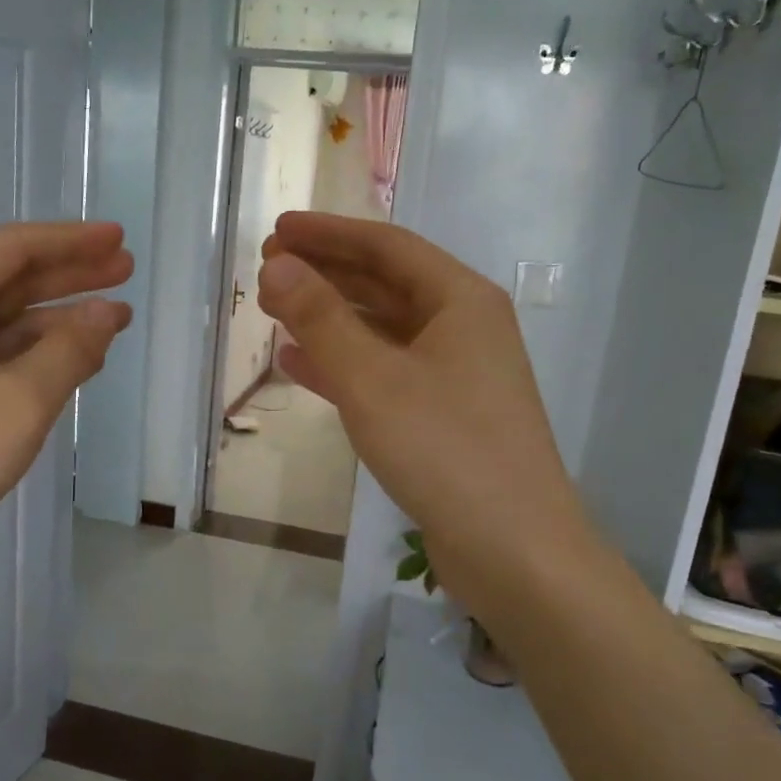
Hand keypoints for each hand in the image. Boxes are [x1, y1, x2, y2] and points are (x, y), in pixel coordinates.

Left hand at [0, 222, 131, 593]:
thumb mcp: (20, 399)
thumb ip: (71, 349)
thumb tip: (107, 312)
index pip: (12, 248)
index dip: (70, 240)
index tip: (119, 238)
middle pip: (8, 280)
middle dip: (69, 274)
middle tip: (125, 269)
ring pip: (3, 323)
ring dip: (58, 318)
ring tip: (114, 318)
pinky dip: (37, 356)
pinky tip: (73, 364)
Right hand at [257, 212, 584, 627]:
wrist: (513, 550)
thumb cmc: (445, 449)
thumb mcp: (372, 379)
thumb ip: (320, 319)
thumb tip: (277, 267)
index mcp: (460, 300)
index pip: (386, 246)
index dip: (328, 234)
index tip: (276, 230)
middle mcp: (462, 328)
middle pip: (384, 284)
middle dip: (325, 273)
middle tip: (267, 269)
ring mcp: (454, 375)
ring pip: (381, 330)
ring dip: (328, 318)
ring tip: (274, 309)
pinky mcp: (441, 417)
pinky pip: (384, 374)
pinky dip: (342, 364)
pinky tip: (298, 364)